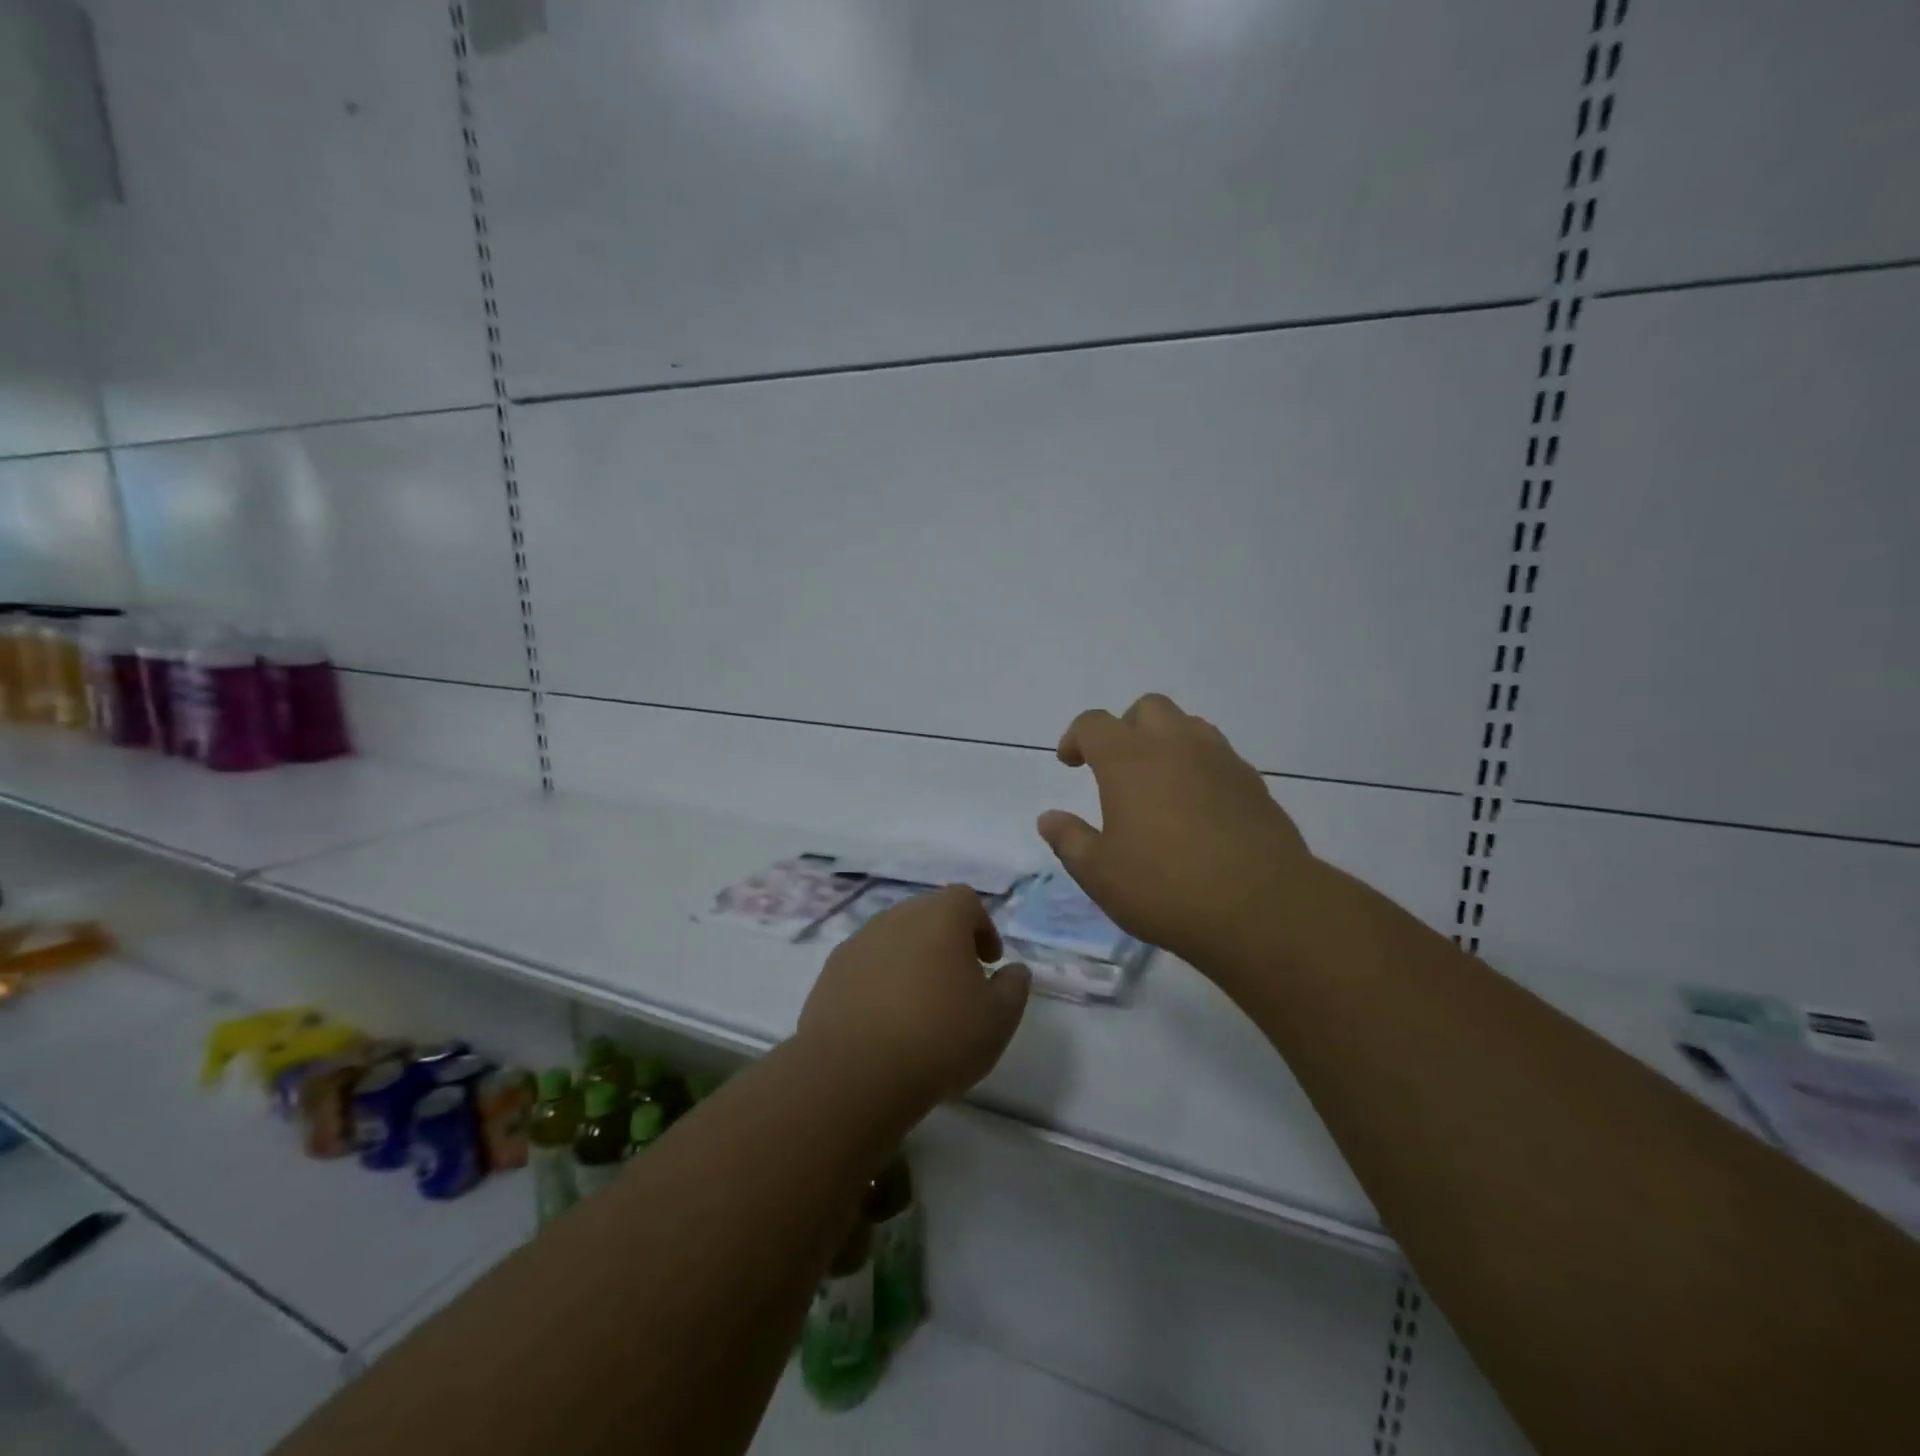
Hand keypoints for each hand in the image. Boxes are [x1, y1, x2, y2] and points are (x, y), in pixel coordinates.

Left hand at [798, 885, 1030, 1110]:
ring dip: (910, 961)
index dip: (982, 927)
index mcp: (939, 916)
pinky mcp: (831, 972)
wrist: (855, 1071)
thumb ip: (1013, 987)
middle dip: (946, 941)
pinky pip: (865, 966)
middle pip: (927, 915)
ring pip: (893, 940)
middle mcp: (896, 917)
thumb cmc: (939, 1037)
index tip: (988, 962)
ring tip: (919, 1005)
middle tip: (958, 981)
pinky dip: (879, 982)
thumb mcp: (998, 1019)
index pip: (966, 901)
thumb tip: (1014, 970)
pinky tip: (885, 1021)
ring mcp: (858, 942)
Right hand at [1037, 693, 1316, 974]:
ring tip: (1158, 783)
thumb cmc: (1165, 887)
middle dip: (1125, 728)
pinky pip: (1218, 756)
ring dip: (1166, 741)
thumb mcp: (1100, 873)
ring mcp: (1220, 760)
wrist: (1262, 908)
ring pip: (1188, 726)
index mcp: (1129, 759)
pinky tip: (1197, 808)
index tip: (1070, 762)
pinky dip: (1199, 767)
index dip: (1076, 738)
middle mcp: (1175, 745)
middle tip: (1116, 767)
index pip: (1094, 724)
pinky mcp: (1253, 783)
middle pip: (1147, 709)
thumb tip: (1048, 818)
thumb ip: (1070, 840)